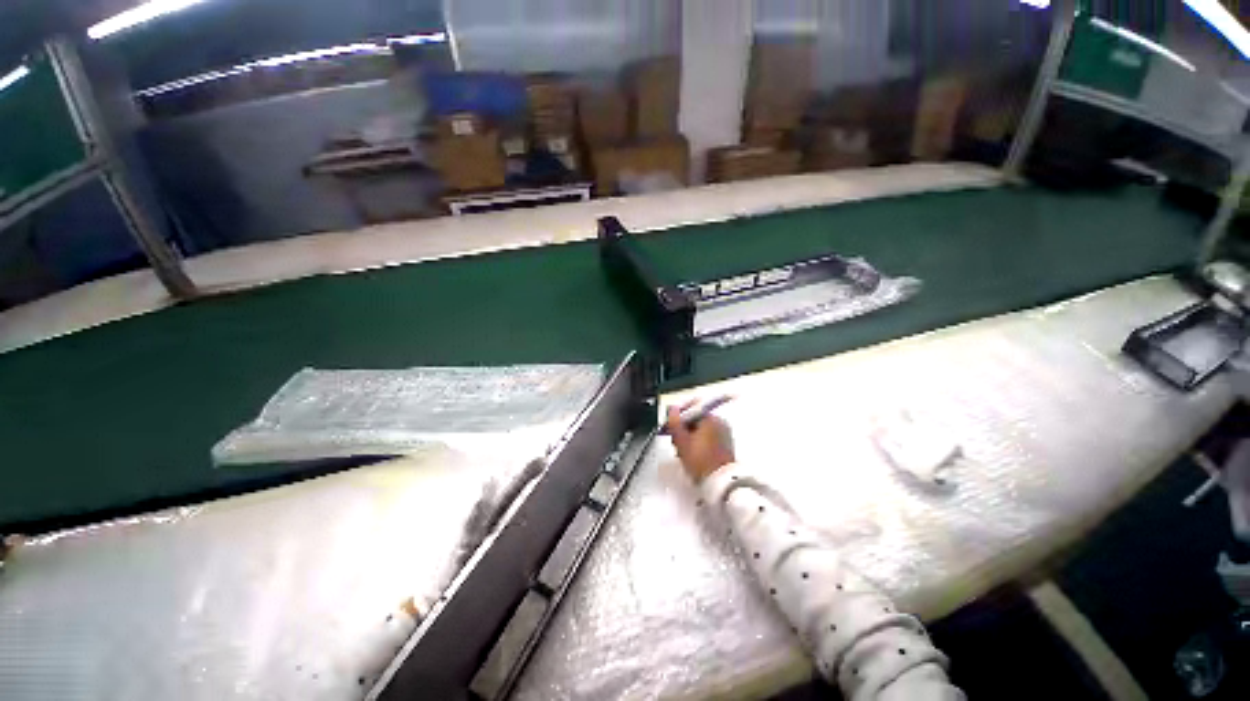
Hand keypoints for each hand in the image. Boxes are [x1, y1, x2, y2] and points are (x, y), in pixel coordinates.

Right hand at [666, 400, 734, 482]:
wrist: (720, 483)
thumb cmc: (700, 461)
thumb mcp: (682, 441)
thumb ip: (675, 423)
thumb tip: (672, 409)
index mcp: (711, 418)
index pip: (690, 410)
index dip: (678, 418)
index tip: (669, 427)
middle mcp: (720, 423)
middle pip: (695, 420)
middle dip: (683, 430)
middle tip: (675, 442)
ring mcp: (724, 434)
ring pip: (701, 430)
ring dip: (689, 438)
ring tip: (682, 452)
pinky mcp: (725, 446)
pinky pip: (708, 438)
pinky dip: (698, 443)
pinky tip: (692, 455)